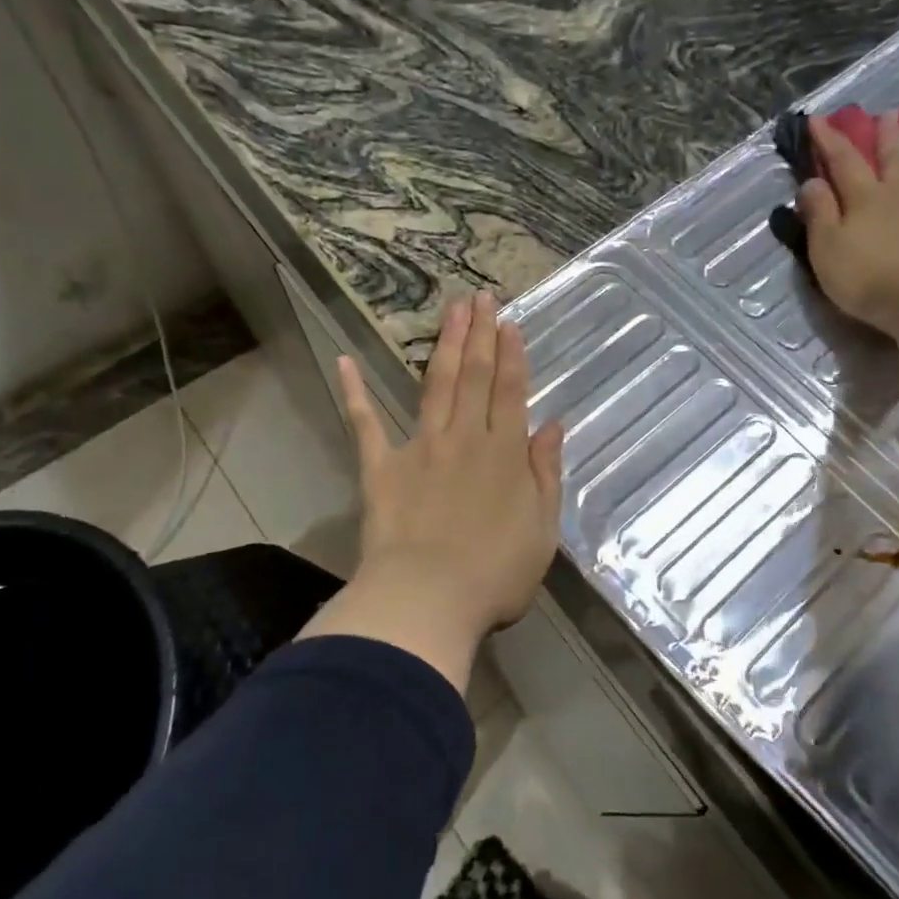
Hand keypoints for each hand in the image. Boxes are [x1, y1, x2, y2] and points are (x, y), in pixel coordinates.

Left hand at [297, 291, 564, 691]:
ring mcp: (421, 448)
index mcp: (505, 453)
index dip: (511, 354)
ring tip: (450, 310)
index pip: (510, 391)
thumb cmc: (495, 575)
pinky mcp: (382, 469)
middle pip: (474, 376)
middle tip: (479, 297)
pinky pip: (366, 425)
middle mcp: (465, 438)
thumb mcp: (542, 529)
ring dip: (444, 346)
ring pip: (435, 386)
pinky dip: (354, 393)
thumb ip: (546, 472)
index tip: (509, 322)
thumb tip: (553, 424)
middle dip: (479, 334)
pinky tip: (345, 361)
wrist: (428, 600)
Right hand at [799, 111, 898, 406]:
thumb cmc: (868, 279)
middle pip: (893, 158)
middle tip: (887, 114)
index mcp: (865, 199)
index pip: (843, 161)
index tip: (817, 119)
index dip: (829, 139)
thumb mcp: (826, 249)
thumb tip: (812, 181)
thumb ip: (818, 214)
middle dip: (886, 135)